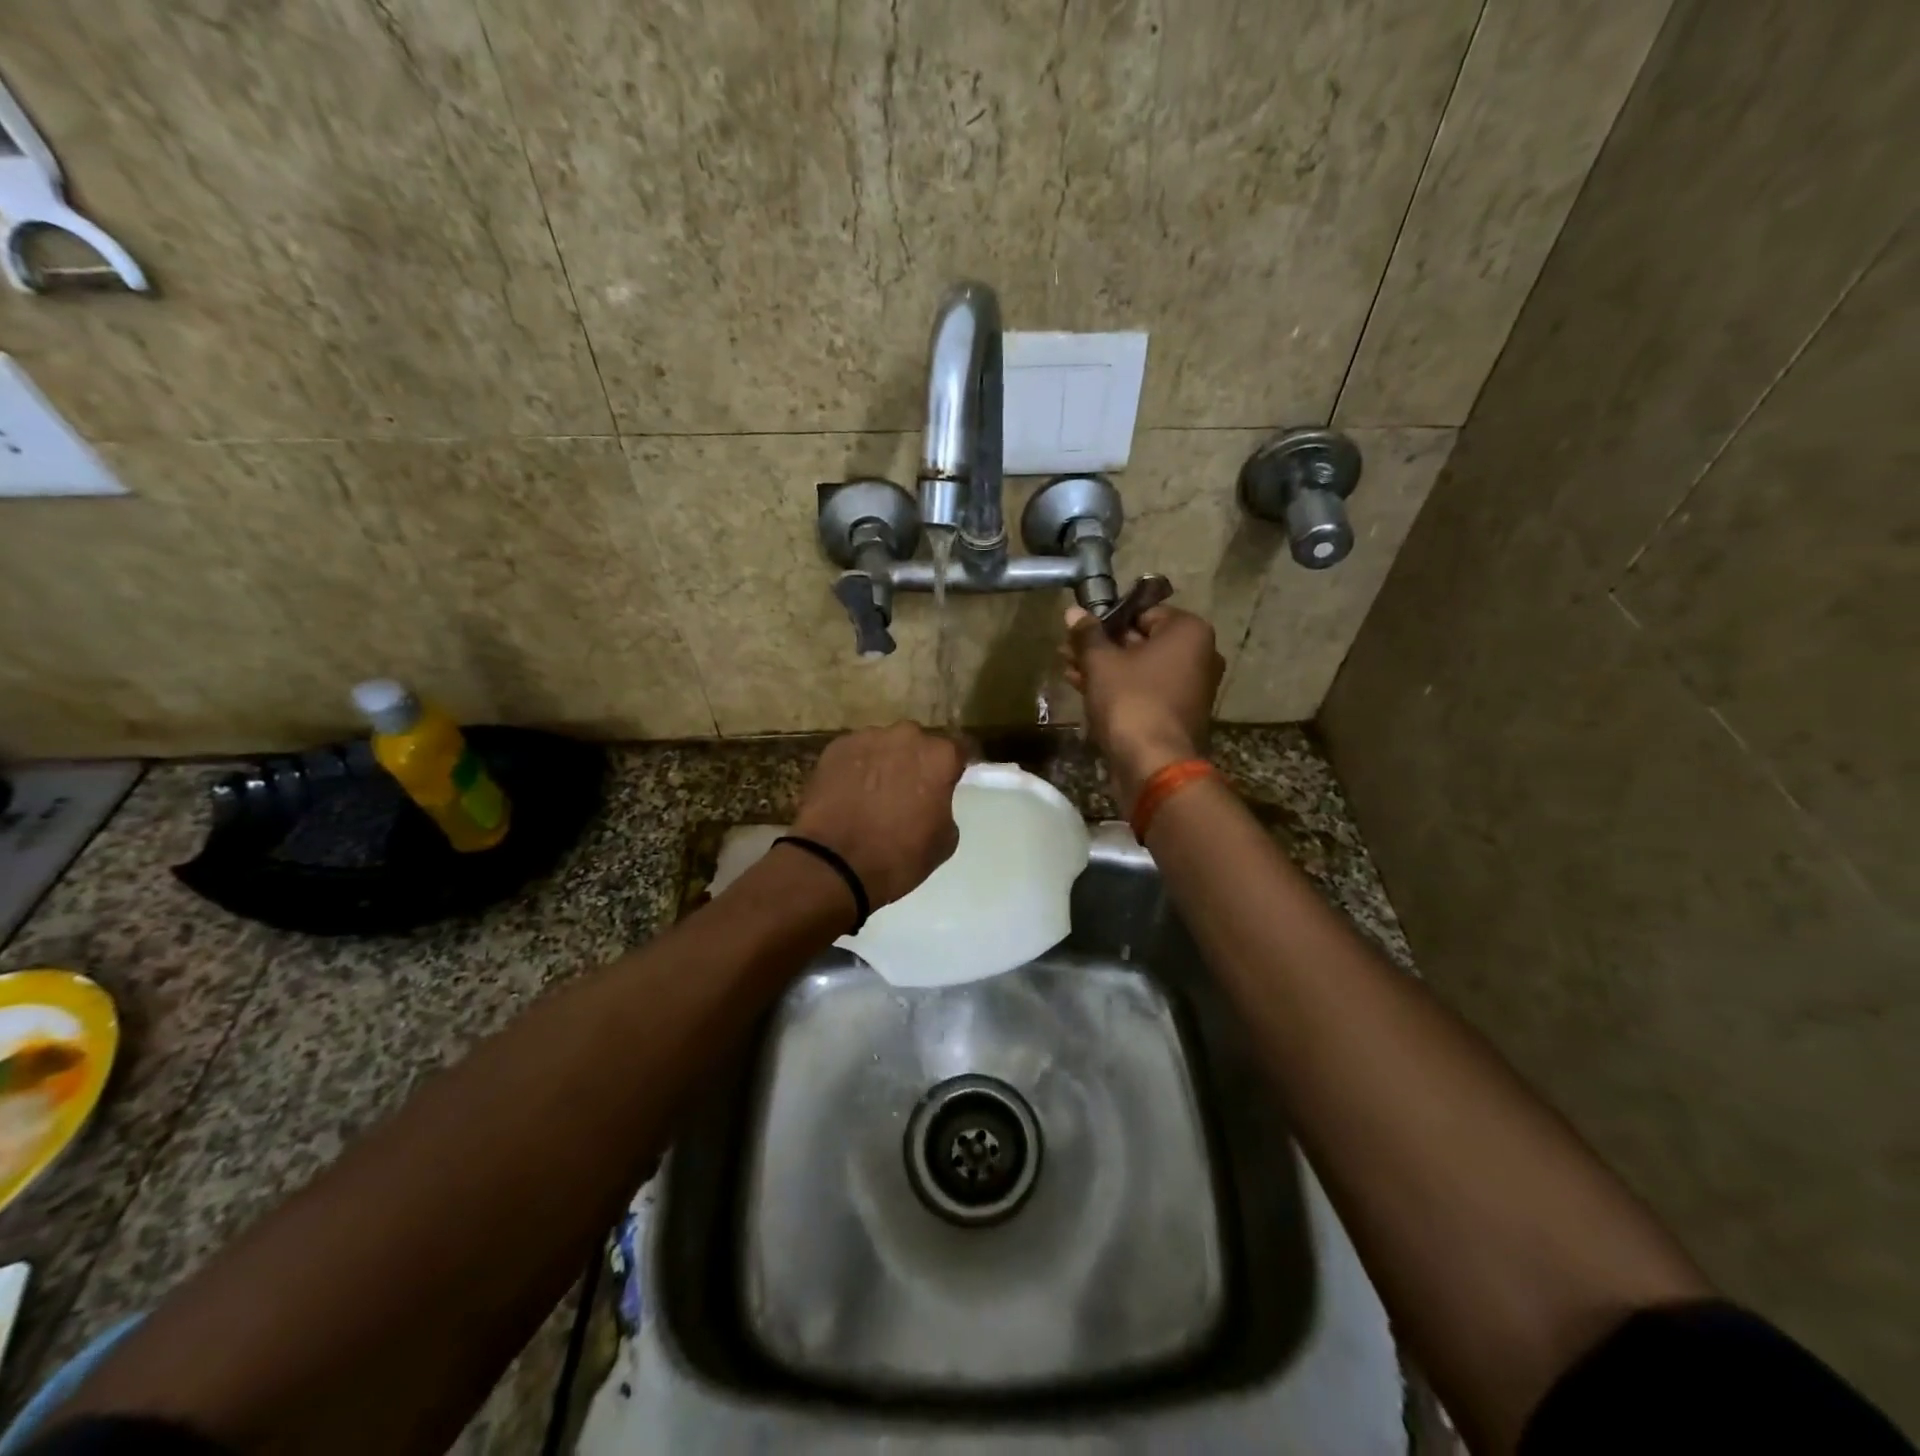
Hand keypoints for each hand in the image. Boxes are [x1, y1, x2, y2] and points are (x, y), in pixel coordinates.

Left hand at [790, 722, 966, 909]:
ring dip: (885, 762)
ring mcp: (867, 738)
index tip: (950, 781)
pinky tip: (849, 793)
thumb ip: (944, 806)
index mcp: (939, 756)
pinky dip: (856, 768)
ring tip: (874, 793)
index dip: (955, 766)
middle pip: (918, 743)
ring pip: (884, 745)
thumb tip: (932, 798)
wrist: (833, 864)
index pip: (959, 749)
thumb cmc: (898, 856)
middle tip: (909, 790)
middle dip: (917, 761)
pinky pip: (855, 753)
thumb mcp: (944, 840)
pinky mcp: (835, 748)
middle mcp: (906, 736)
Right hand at [1059, 604, 1223, 811]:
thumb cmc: (1130, 700)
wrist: (1154, 765)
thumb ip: (1087, 635)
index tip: (1080, 627)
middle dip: (1102, 645)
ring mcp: (1191, 688)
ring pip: (1140, 668)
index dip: (1107, 617)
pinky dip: (1118, 688)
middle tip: (1067, 648)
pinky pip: (1145, 691)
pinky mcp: (1178, 714)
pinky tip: (1083, 688)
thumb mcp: (1101, 662)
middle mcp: (1198, 655)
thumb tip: (1073, 611)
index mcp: (1189, 632)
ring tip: (1067, 668)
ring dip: (1105, 667)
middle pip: (1141, 641)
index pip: (1143, 612)